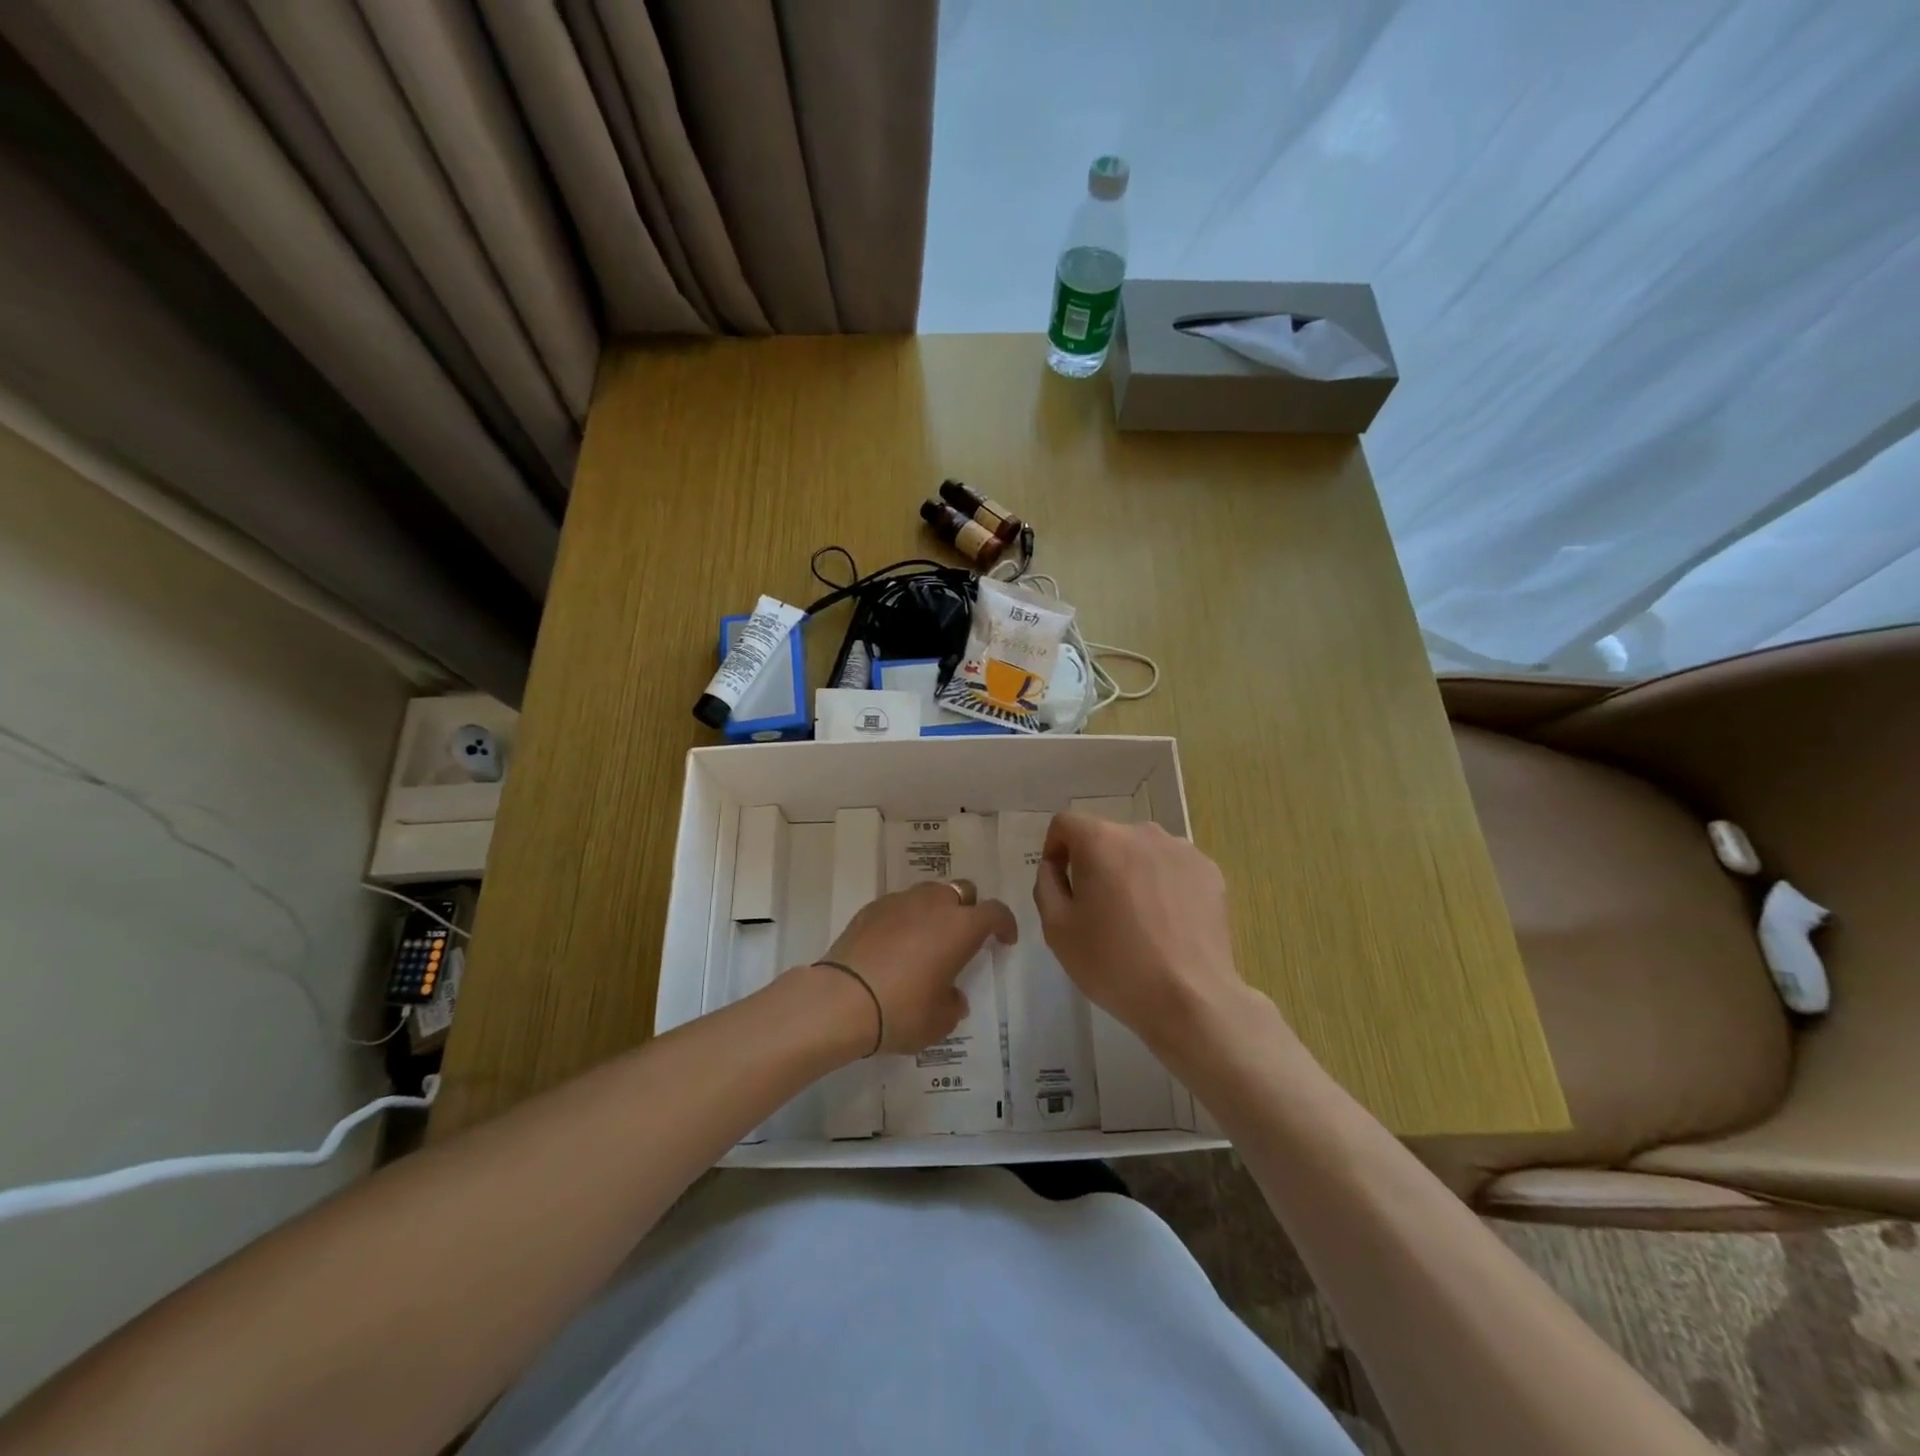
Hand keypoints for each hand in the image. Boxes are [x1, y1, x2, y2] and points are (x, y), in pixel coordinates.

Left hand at [807, 881, 1016, 1056]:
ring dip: (936, 910)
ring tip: (927, 939)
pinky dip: (905, 918)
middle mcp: (933, 904)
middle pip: (962, 891)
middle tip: (963, 937)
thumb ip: (953, 1004)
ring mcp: (899, 901)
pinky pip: (899, 905)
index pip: (995, 912)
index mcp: (960, 927)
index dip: (1004, 924)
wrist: (841, 1000)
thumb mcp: (939, 1021)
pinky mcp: (871, 908)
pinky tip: (895, 944)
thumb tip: (951, 995)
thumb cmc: (901, 1011)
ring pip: (929, 892)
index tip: (1004, 940)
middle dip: (969, 909)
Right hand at [1034, 813, 1263, 1058]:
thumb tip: (1055, 866)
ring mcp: (1182, 850)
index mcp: (1101, 841)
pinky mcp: (1210, 871)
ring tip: (1137, 919)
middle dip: (1095, 864)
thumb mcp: (1057, 929)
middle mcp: (1143, 832)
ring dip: (1131, 873)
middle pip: (1107, 838)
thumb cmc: (1114, 964)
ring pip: (1142, 852)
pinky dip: (1163, 885)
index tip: (1060, 884)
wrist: (1190, 998)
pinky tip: (1167, 923)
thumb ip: (1047, 885)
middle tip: (1097, 910)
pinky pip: (1173, 867)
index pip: (1066, 823)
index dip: (1055, 849)